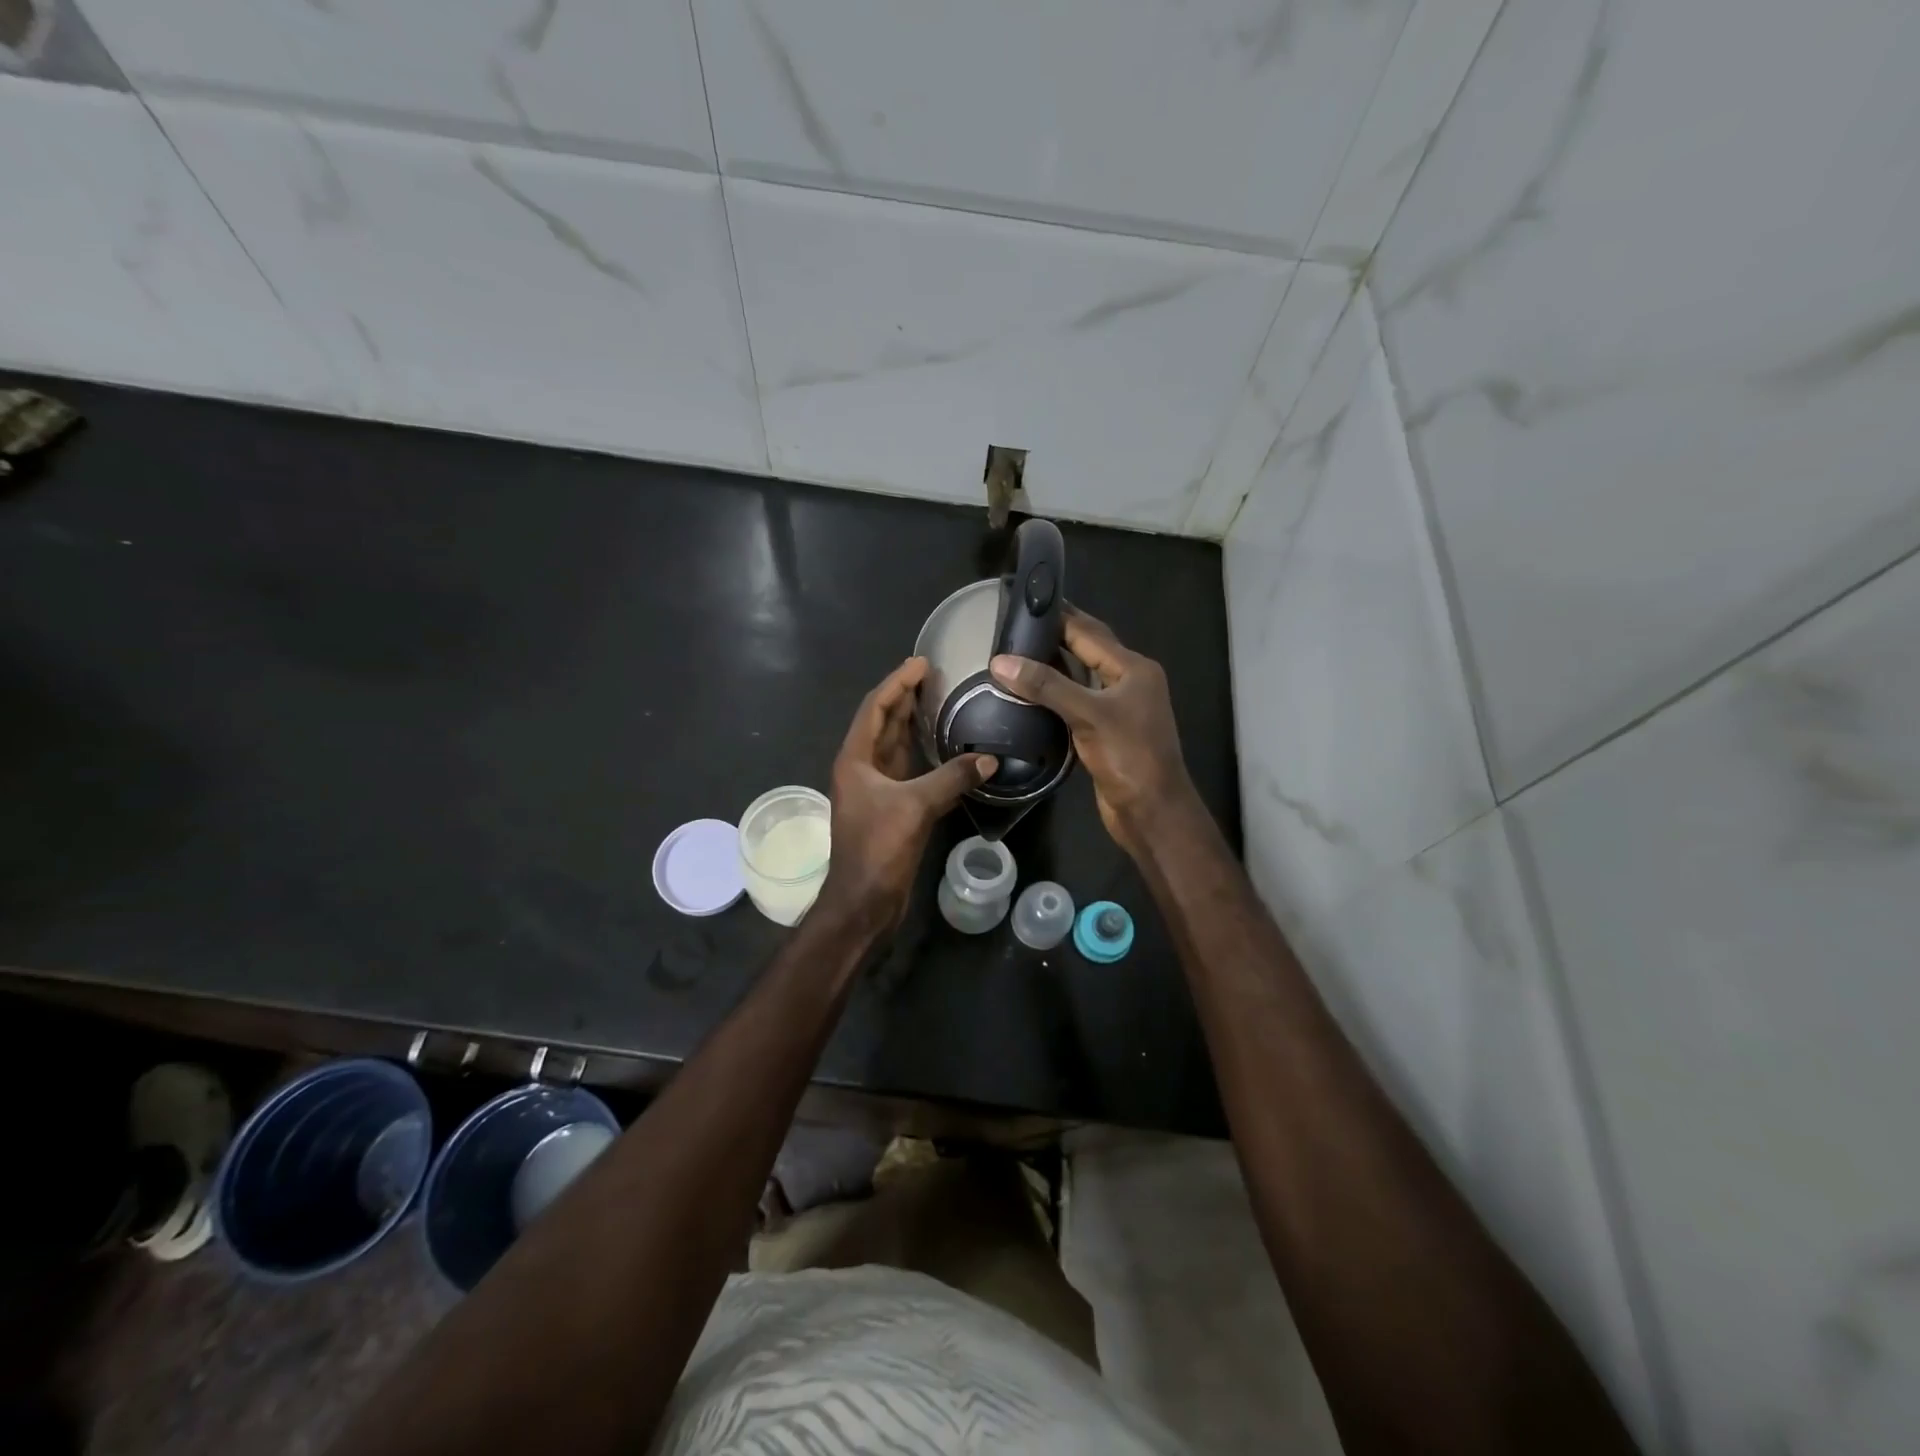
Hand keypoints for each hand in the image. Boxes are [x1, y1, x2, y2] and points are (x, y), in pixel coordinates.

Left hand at [818, 657, 994, 931]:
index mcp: (856, 759)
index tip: (922, 662)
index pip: (876, 708)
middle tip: (935, 677)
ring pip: (896, 747)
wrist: (864, 901)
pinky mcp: (890, 808)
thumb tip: (990, 760)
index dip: (897, 683)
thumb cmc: (878, 848)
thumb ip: (951, 779)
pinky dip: (924, 755)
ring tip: (941, 702)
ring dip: (914, 724)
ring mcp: (875, 789)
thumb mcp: (915, 807)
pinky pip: (908, 770)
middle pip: (884, 723)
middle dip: (906, 698)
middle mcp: (862, 768)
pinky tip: (946, 748)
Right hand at [990, 607, 1199, 859]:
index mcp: (1133, 668)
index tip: (1024, 603)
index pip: (1089, 632)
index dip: (1058, 616)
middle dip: (1054, 637)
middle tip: (1014, 627)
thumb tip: (1000, 662)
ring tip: (1014, 655)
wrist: (1151, 811)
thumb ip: (1046, 686)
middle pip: (1087, 650)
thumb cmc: (1128, 756)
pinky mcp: (1105, 732)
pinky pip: (1076, 702)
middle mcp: (1128, 682)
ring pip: (1080, 677)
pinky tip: (1029, 694)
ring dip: (1052, 666)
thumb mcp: (1088, 714)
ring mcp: (1118, 708)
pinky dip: (1054, 694)